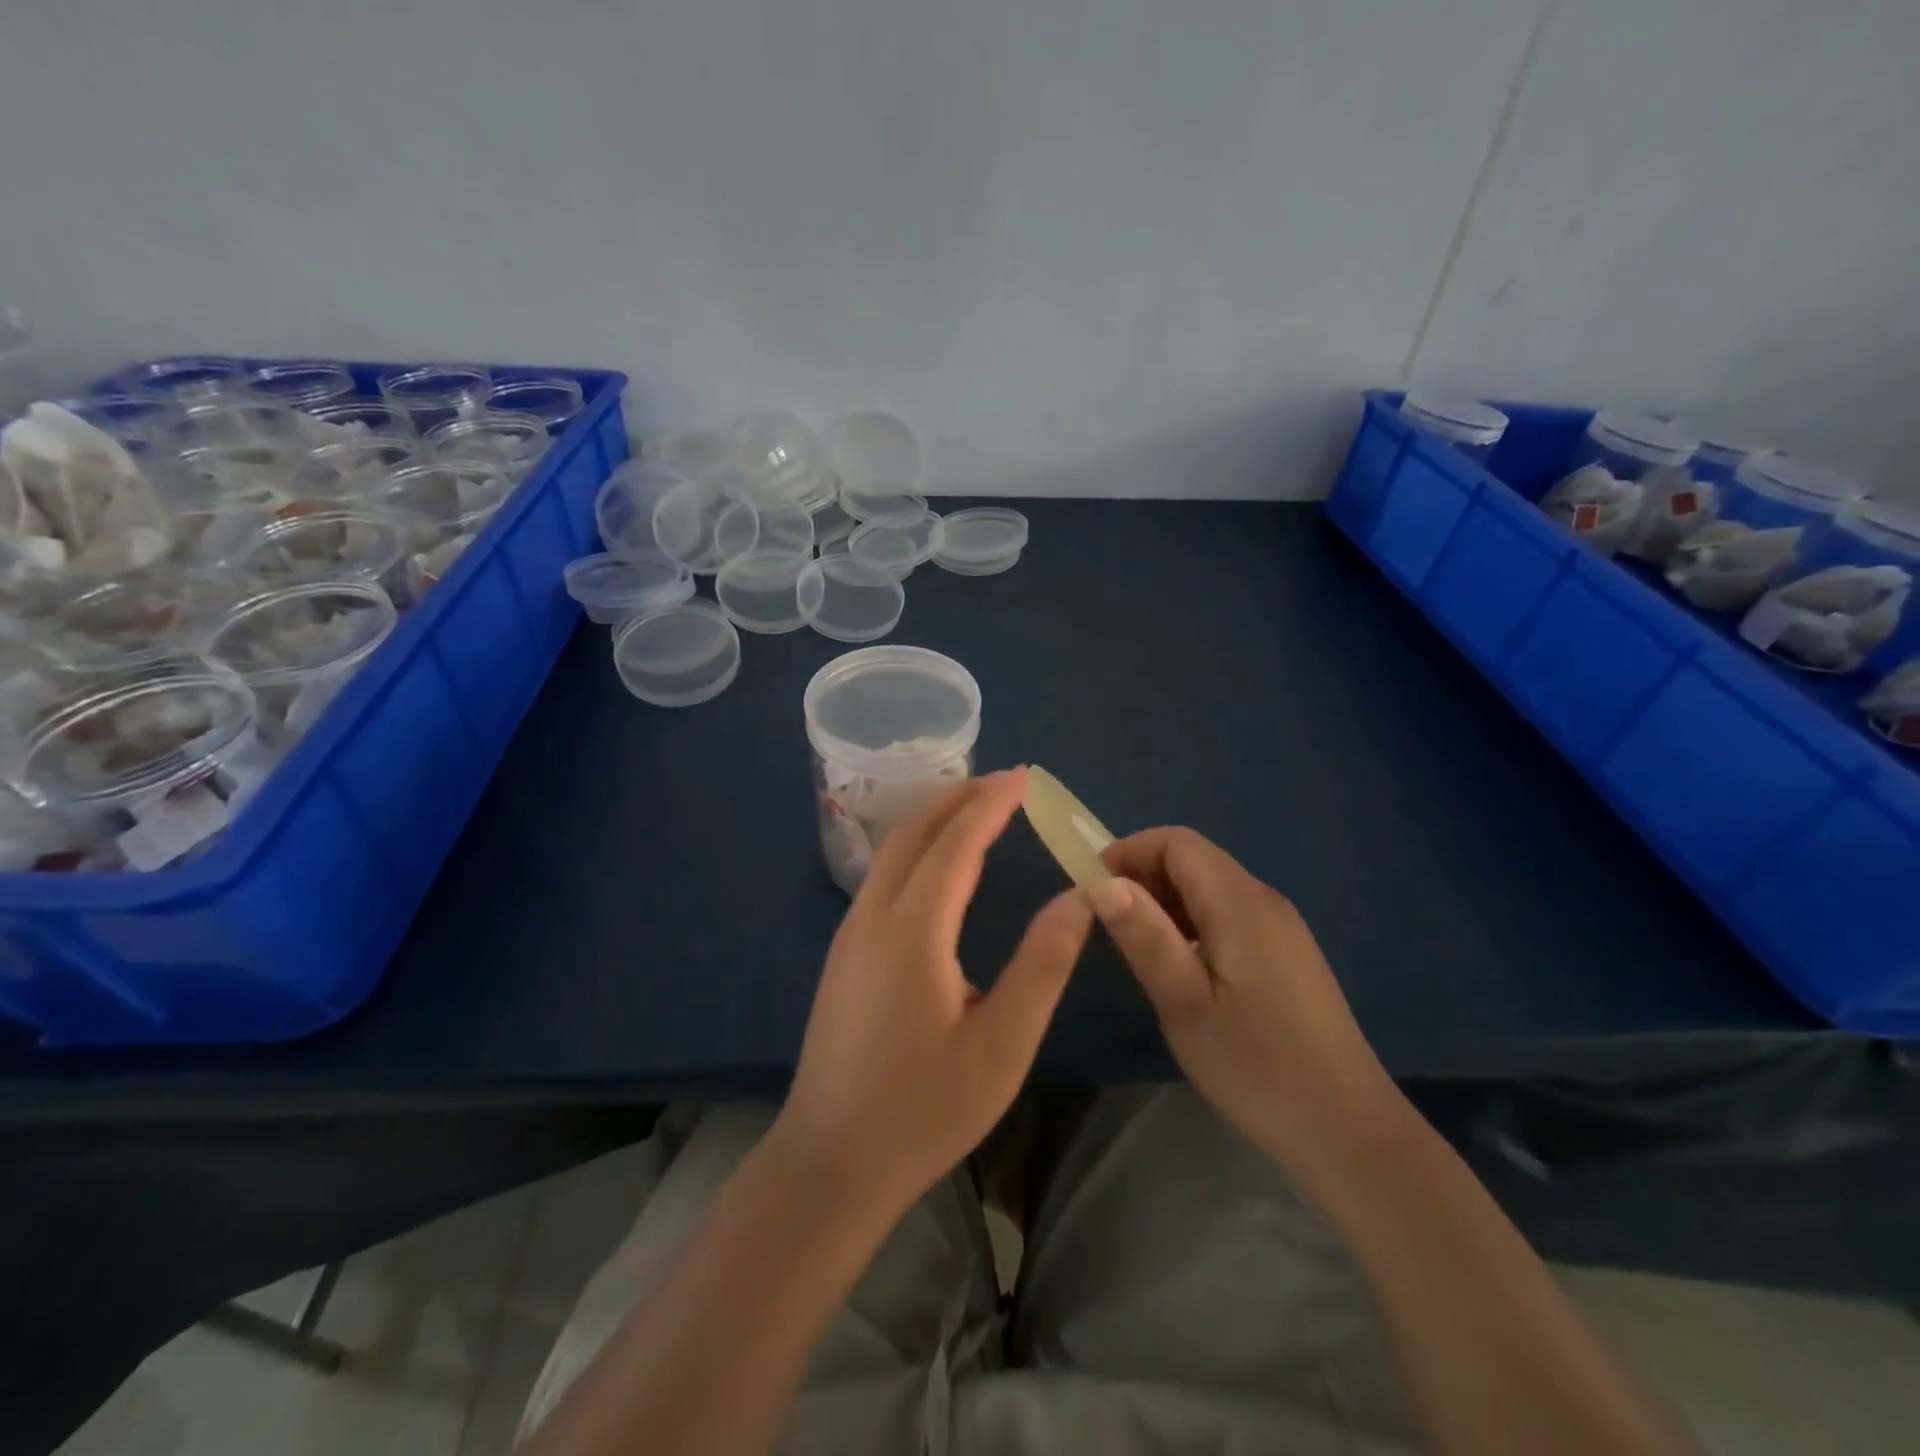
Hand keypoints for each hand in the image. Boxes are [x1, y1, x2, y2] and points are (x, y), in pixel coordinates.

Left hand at [773, 768, 1092, 1216]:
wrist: (830, 1161)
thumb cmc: (923, 1110)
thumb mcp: (1001, 1046)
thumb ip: (1042, 965)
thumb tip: (1078, 899)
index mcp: (913, 932)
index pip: (956, 845)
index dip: (991, 805)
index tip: (1024, 778)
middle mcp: (873, 918)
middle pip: (915, 834)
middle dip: (959, 799)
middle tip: (1004, 782)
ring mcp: (850, 935)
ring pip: (892, 853)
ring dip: (934, 820)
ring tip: (975, 808)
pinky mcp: (844, 954)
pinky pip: (882, 877)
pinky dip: (916, 849)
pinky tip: (936, 864)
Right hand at [1091, 828, 1404, 1185]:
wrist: (1349, 1131)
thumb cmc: (1258, 1068)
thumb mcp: (1185, 1005)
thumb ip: (1145, 937)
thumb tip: (1102, 883)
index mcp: (1240, 904)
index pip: (1178, 842)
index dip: (1129, 851)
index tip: (1092, 887)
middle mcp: (1264, 901)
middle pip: (1195, 859)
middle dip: (1143, 875)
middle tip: (1107, 921)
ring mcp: (1282, 927)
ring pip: (1211, 886)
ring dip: (1166, 900)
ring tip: (1136, 945)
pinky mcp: (1287, 953)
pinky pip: (1228, 913)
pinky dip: (1192, 920)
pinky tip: (1180, 965)